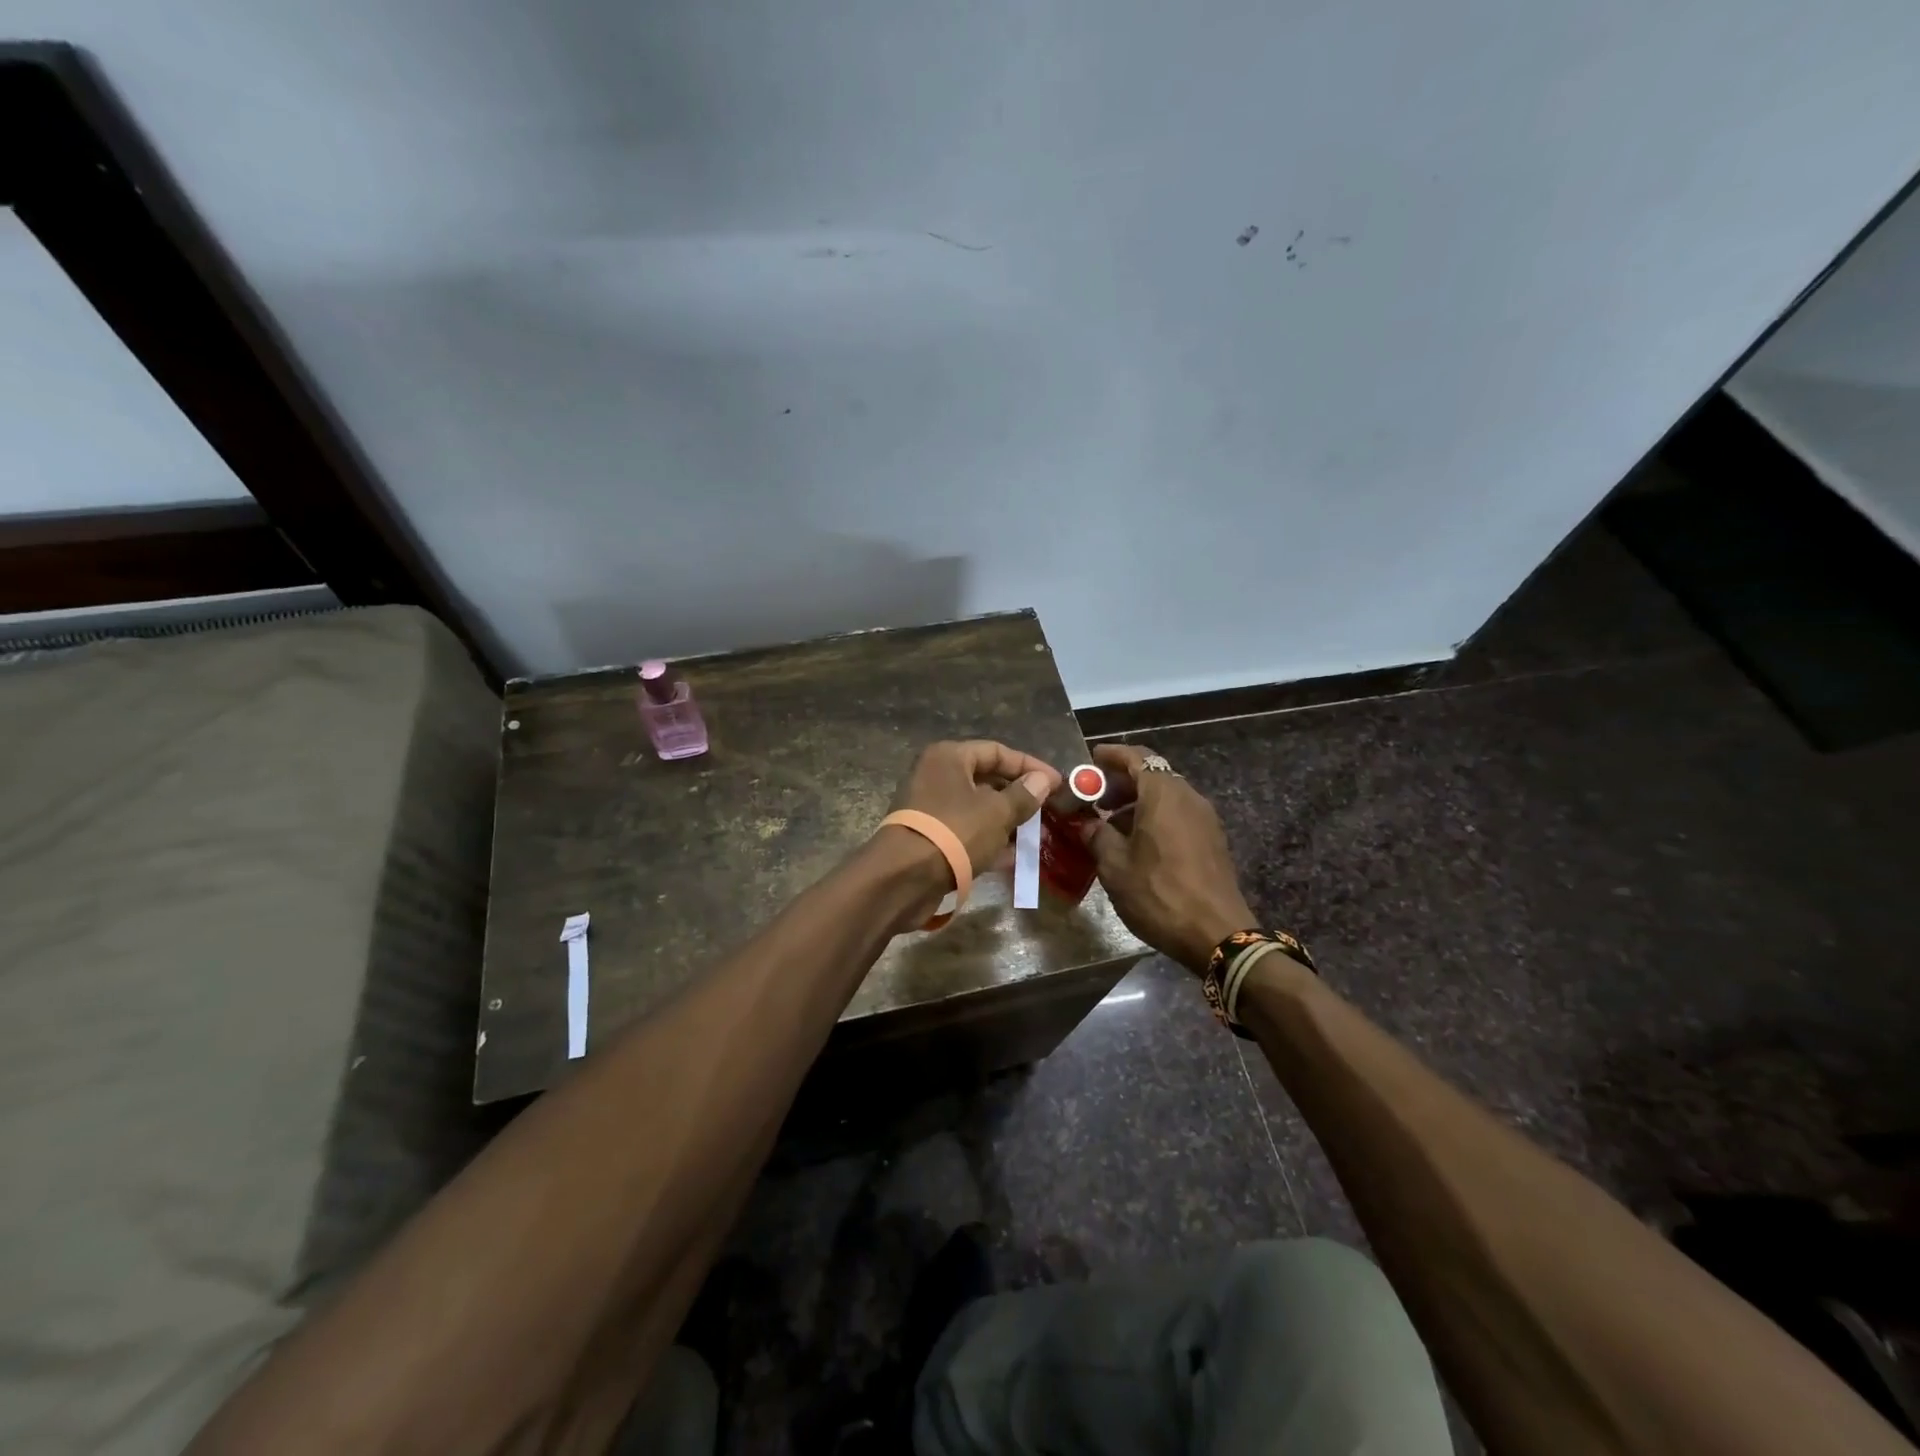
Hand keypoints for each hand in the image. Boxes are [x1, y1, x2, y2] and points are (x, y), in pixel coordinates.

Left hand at [887, 740, 1060, 876]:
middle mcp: (936, 776)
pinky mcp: (930, 837)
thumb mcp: (997, 812)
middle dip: (1020, 797)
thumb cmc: (954, 832)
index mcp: (949, 757)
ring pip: (978, 809)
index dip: (1030, 766)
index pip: (997, 751)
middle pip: (987, 780)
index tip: (1057, 784)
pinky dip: (989, 841)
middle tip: (1049, 812)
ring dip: (1008, 822)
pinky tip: (1014, 858)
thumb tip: (1042, 780)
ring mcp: (930, 808)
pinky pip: (966, 832)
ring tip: (1037, 839)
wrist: (903, 878)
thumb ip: (1023, 795)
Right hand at [1082, 743, 1256, 972]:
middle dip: (1122, 781)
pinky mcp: (1212, 840)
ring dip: (1138, 802)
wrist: (1217, 934)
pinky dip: (1155, 817)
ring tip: (1111, 826)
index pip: (1136, 757)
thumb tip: (1087, 823)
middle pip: (1153, 774)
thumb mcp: (1114, 865)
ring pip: (1166, 796)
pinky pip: (1178, 814)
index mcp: (1163, 794)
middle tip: (1095, 798)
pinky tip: (1138, 844)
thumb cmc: (1159, 893)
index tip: (1091, 760)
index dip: (1111, 755)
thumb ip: (1097, 835)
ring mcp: (1204, 818)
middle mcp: (1188, 797)